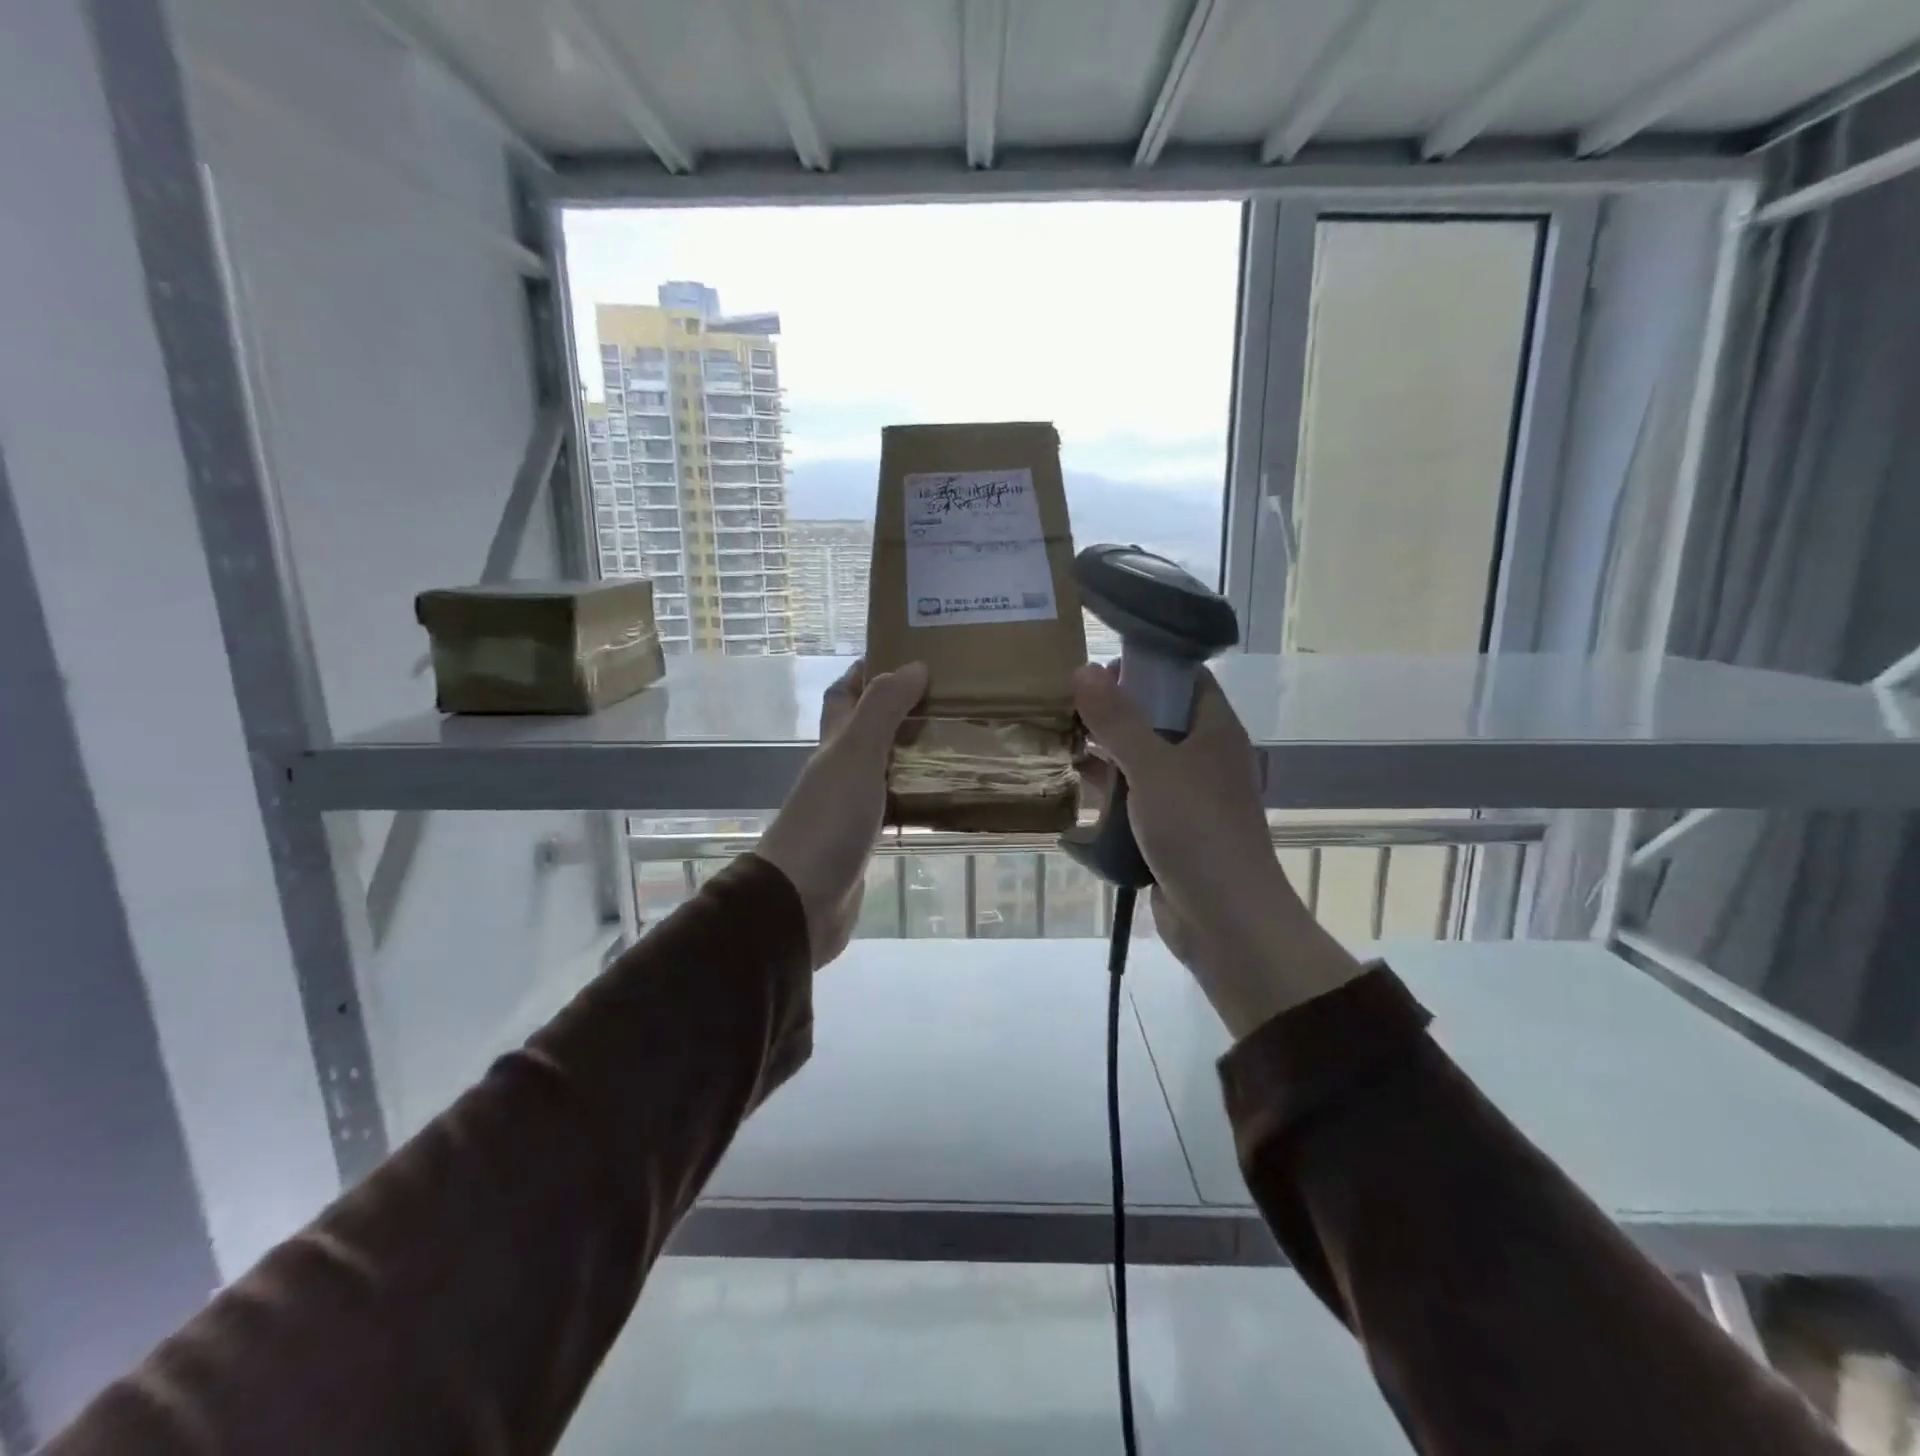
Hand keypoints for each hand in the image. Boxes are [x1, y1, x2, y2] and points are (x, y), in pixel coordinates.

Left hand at [757, 659, 927, 968]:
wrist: (801, 901)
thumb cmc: (828, 820)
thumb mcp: (856, 754)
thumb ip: (883, 709)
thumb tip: (914, 665)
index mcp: (834, 744)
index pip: (843, 694)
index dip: (866, 671)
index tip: (906, 654)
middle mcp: (840, 770)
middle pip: (868, 730)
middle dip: (902, 711)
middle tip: (951, 700)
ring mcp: (851, 807)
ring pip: (886, 768)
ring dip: (915, 754)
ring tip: (961, 742)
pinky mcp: (866, 840)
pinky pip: (897, 807)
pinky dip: (919, 796)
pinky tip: (948, 798)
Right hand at [1073, 662, 1362, 1039]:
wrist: (1225, 921)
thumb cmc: (1197, 832)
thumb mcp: (1153, 768)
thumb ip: (1118, 720)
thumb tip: (1084, 668)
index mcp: (1215, 732)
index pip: (1186, 680)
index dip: (1148, 666)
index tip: (1100, 663)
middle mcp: (1204, 758)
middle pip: (1158, 719)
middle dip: (1115, 710)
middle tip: (1065, 700)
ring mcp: (1187, 796)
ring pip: (1142, 760)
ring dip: (1106, 752)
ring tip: (1058, 737)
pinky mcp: (1170, 830)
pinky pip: (1136, 798)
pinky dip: (1109, 791)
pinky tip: (1073, 786)